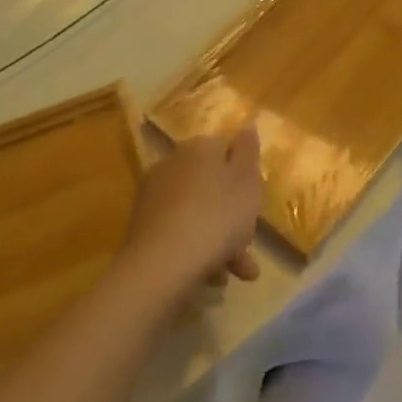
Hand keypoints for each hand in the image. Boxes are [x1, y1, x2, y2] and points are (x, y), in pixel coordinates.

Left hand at [120, 127, 264, 296]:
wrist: (163, 263)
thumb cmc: (217, 216)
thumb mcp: (246, 181)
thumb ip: (248, 151)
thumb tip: (246, 126)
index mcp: (199, 147)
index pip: (228, 149)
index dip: (246, 176)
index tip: (257, 204)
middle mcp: (173, 163)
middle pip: (213, 184)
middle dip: (234, 215)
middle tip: (249, 245)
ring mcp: (154, 195)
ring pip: (199, 211)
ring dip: (221, 238)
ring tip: (236, 272)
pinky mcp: (143, 225)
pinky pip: (181, 230)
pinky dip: (198, 247)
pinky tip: (212, 276)